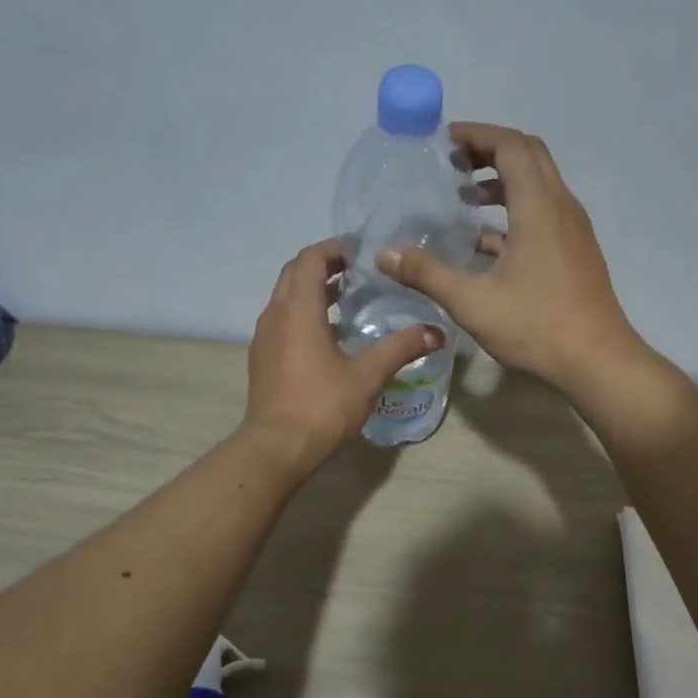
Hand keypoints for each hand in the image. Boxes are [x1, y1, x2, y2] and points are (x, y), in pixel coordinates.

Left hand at [244, 238, 443, 468]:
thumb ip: (400, 348)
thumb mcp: (368, 375)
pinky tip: (329, 336)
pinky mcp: (262, 358)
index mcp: (298, 309)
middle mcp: (275, 314)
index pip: (310, 259)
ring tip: (348, 299)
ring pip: (286, 297)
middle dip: (323, 265)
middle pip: (294, 273)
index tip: (361, 251)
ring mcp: (264, 337)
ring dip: (312, 290)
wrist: (276, 448)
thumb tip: (436, 332)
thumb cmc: (322, 405)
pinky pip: (281, 320)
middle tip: (357, 271)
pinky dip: (303, 314)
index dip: (334, 248)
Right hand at [377, 123, 644, 394]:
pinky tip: (486, 242)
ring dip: (503, 180)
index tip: (445, 141)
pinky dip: (515, 209)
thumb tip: (385, 254)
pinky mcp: (576, 250)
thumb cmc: (536, 326)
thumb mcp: (472, 302)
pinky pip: (544, 212)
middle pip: (529, 155)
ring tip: (465, 196)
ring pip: (539, 184)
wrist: (598, 361)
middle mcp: (561, 207)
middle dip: (490, 150)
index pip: (512, 146)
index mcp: (539, 206)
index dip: (478, 135)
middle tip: (453, 162)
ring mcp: (573, 229)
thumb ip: (427, 274)